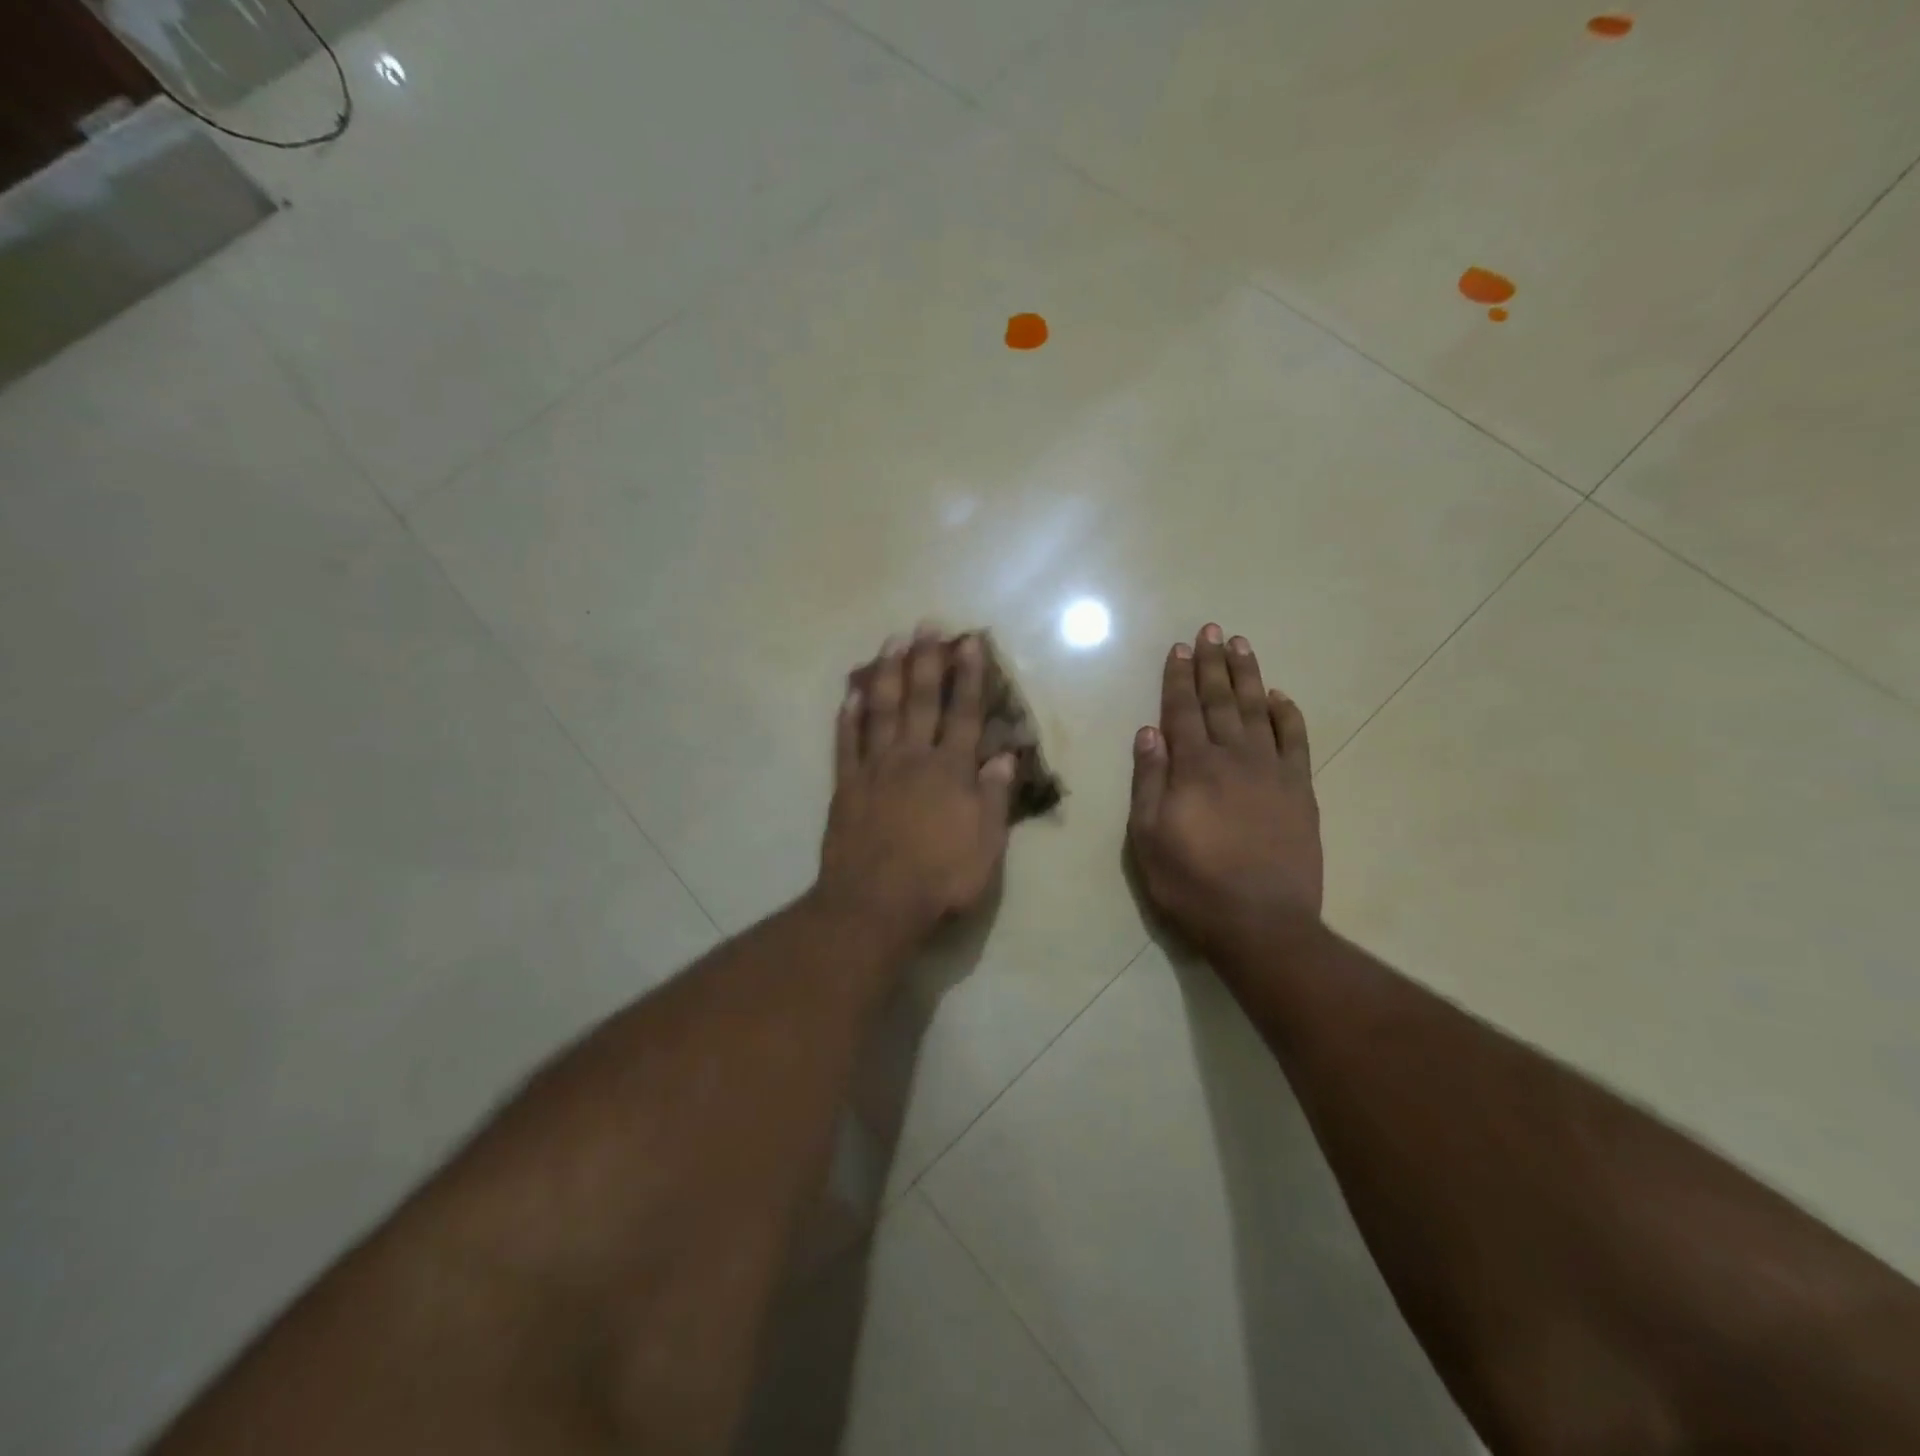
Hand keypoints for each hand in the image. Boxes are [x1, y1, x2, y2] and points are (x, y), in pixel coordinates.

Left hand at [818, 627, 1016, 942]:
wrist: (876, 903)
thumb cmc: (940, 879)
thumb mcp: (986, 846)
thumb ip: (994, 798)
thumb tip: (1004, 757)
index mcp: (951, 771)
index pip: (964, 714)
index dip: (969, 676)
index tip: (969, 642)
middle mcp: (913, 759)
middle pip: (920, 701)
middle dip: (925, 660)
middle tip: (925, 624)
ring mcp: (875, 769)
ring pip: (881, 711)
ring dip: (887, 674)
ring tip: (891, 642)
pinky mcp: (846, 786)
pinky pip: (846, 743)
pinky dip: (848, 717)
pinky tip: (850, 694)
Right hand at [1128, 624, 1322, 952]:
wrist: (1262, 923)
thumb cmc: (1192, 883)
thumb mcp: (1148, 837)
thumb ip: (1149, 781)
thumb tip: (1148, 732)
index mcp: (1193, 768)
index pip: (1181, 711)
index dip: (1178, 678)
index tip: (1180, 648)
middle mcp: (1233, 758)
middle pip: (1220, 701)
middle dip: (1213, 664)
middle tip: (1212, 630)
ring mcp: (1272, 772)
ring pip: (1258, 711)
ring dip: (1248, 677)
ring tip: (1241, 646)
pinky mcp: (1300, 791)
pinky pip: (1295, 742)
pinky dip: (1287, 715)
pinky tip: (1280, 697)